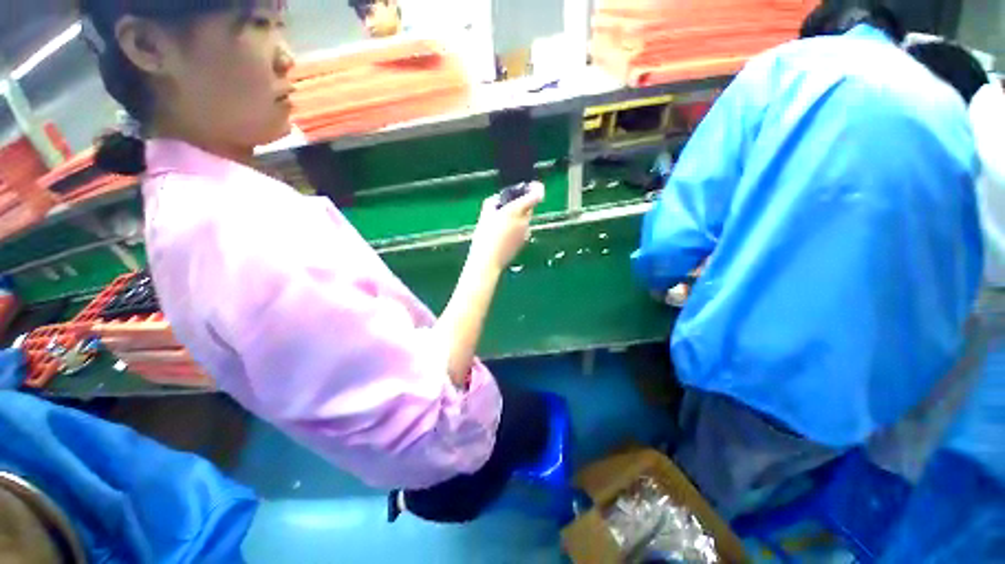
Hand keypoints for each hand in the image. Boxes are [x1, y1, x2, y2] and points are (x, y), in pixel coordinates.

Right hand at [470, 182, 544, 270]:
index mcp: (516, 211)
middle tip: (508, 206)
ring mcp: (526, 232)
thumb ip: (494, 202)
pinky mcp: (524, 242)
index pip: (536, 195)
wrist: (488, 260)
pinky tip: (503, 235)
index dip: (537, 188)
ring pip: (525, 219)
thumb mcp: (485, 214)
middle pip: (529, 207)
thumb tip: (499, 200)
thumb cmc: (485, 237)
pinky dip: (516, 228)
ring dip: (517, 217)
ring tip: (500, 224)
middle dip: (521, 204)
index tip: (532, 186)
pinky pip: (522, 230)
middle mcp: (525, 221)